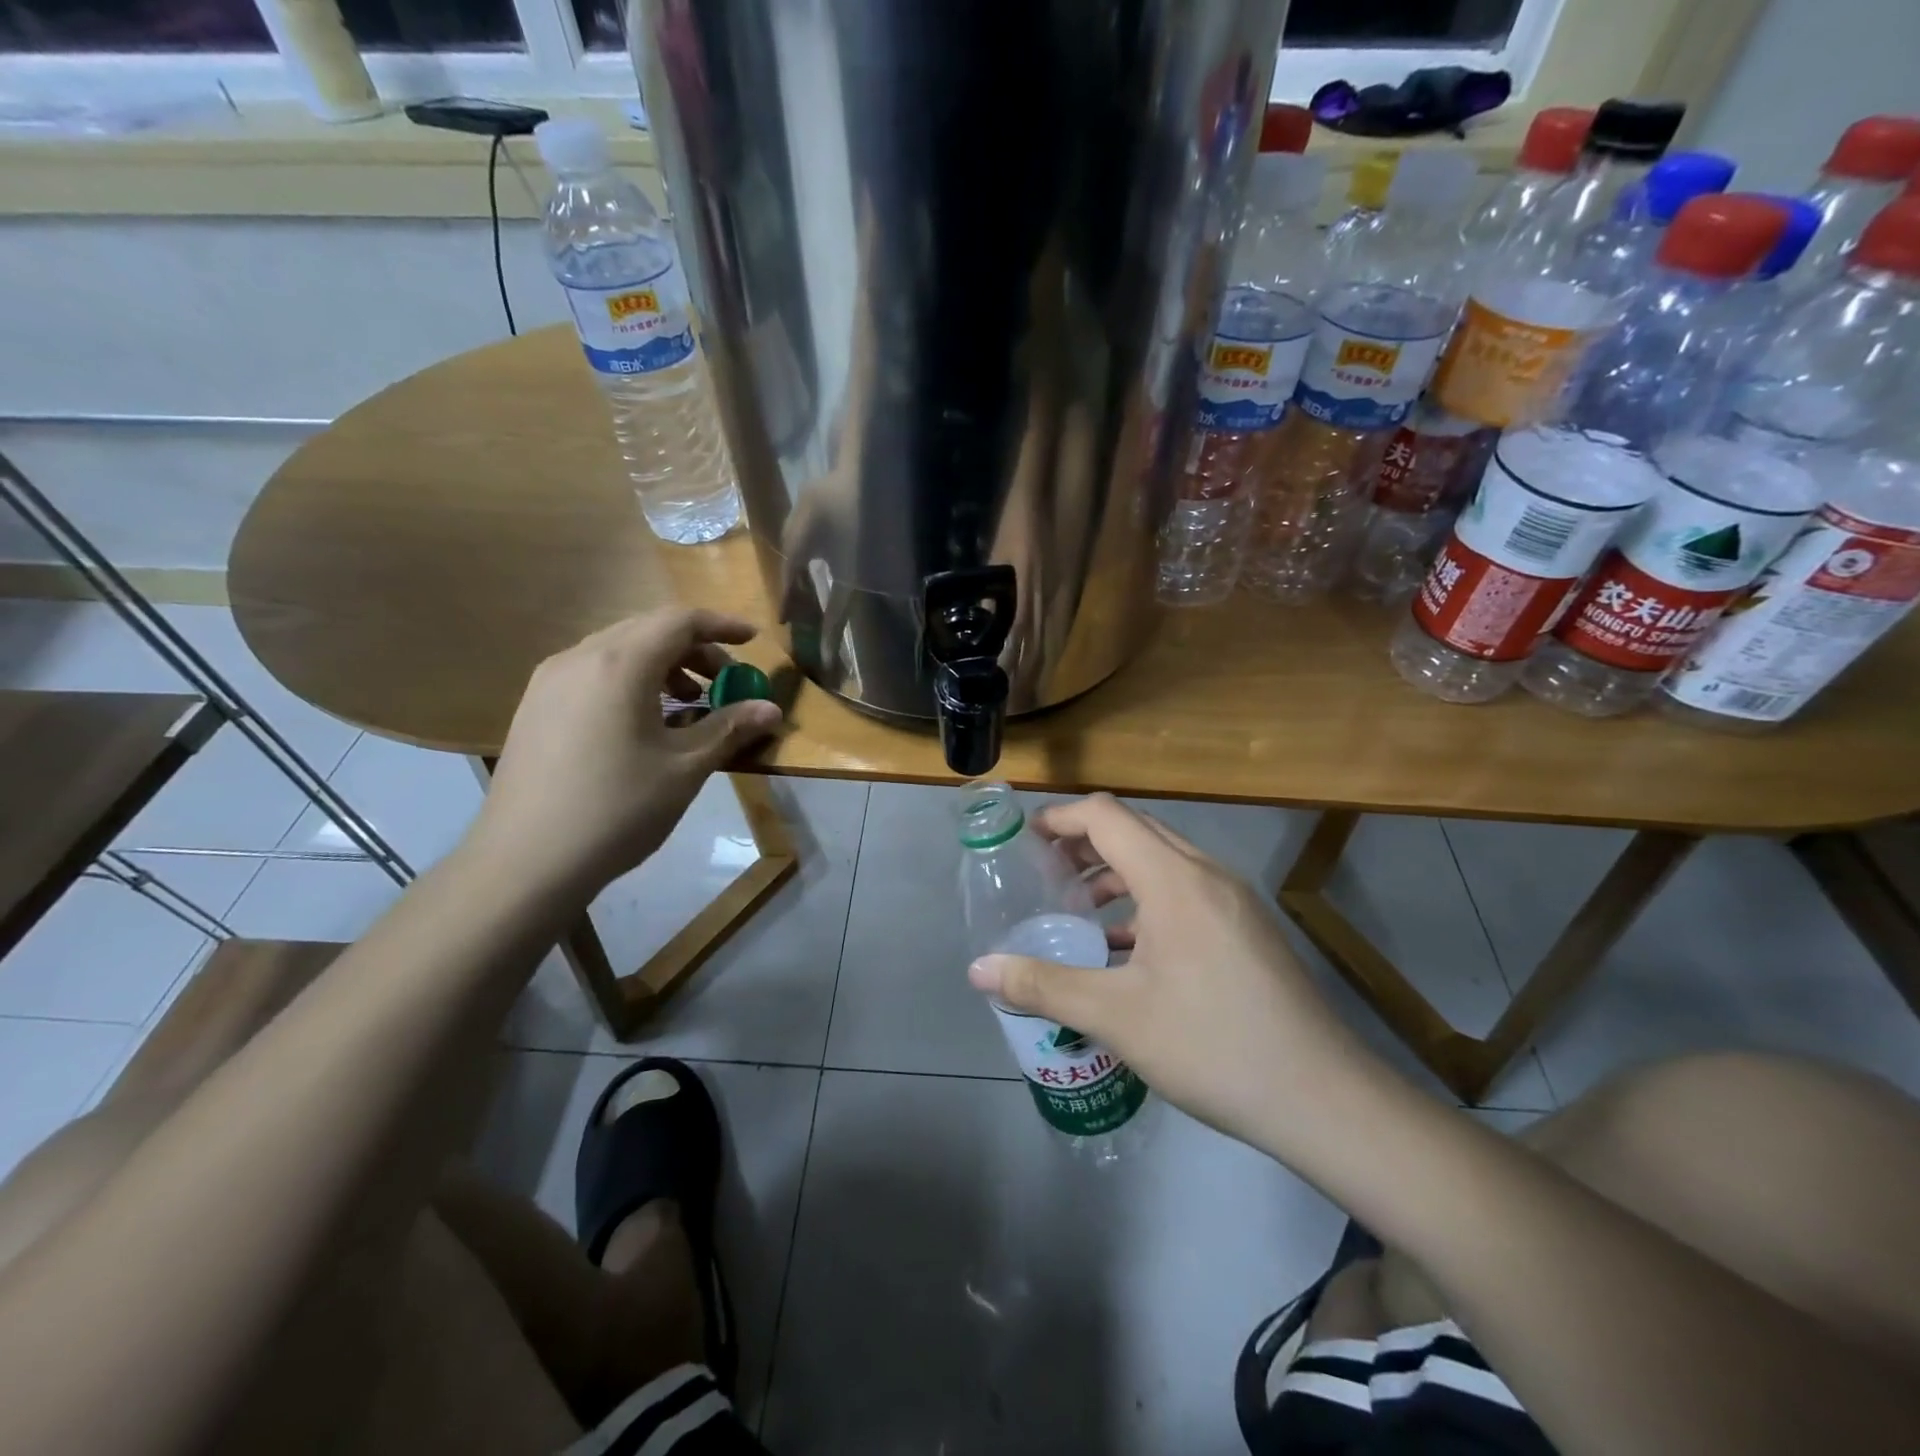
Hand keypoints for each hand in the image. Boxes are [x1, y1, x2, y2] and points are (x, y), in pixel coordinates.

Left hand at [470, 609, 782, 896]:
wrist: (525, 861)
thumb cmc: (618, 809)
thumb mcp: (685, 768)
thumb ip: (729, 728)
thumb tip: (772, 709)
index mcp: (620, 665)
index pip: (679, 621)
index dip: (722, 625)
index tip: (754, 641)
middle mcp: (580, 658)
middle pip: (647, 629)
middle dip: (694, 648)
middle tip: (725, 681)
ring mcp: (550, 682)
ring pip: (617, 650)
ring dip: (662, 664)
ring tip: (687, 703)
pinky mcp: (535, 707)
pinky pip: (593, 673)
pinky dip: (630, 681)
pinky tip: (643, 722)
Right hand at [968, 795, 1380, 1153]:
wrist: (1322, 1098)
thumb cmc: (1210, 1045)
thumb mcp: (1115, 1017)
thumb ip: (1043, 985)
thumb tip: (978, 971)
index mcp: (1174, 879)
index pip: (1107, 816)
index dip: (1061, 819)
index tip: (1026, 841)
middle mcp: (1206, 874)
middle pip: (1136, 829)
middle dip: (1085, 842)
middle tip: (1045, 873)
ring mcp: (1234, 900)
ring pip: (1163, 859)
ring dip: (1117, 871)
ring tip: (1079, 907)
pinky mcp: (1248, 928)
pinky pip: (1186, 890)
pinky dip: (1147, 898)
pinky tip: (1127, 946)